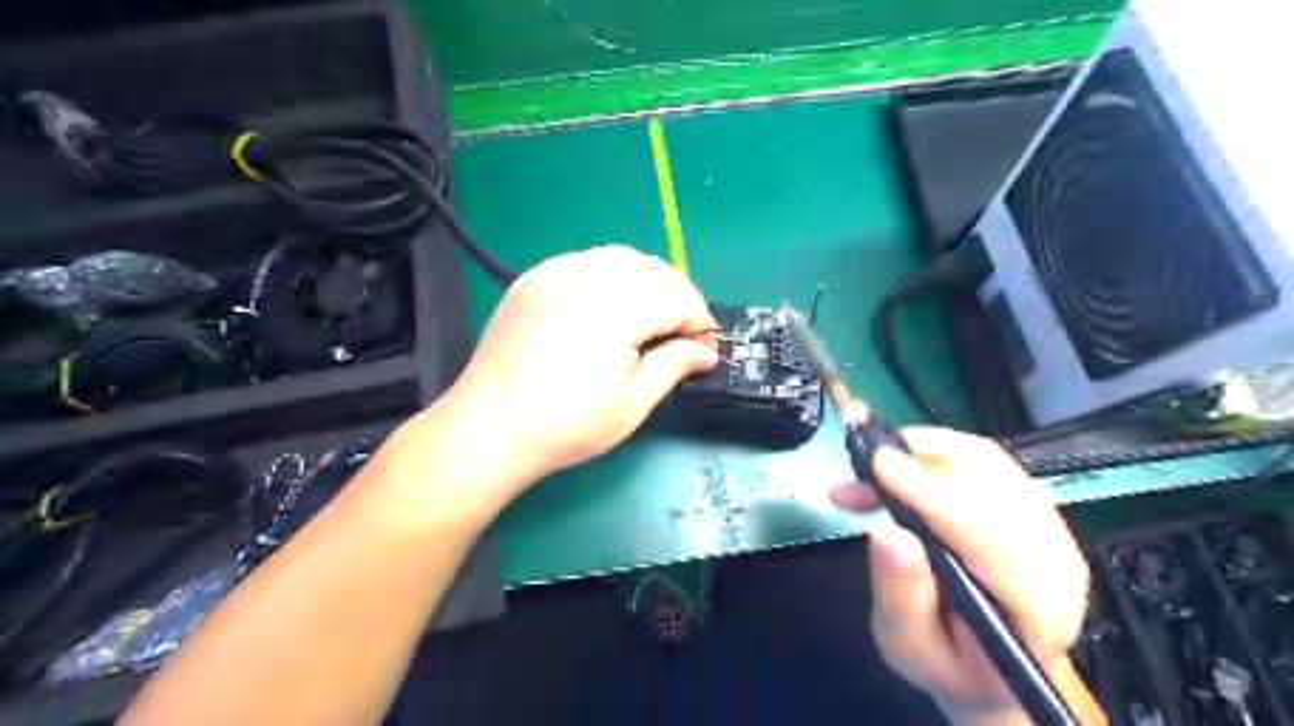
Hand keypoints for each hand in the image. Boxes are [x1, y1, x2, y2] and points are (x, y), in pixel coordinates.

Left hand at [453, 243, 718, 486]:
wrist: (489, 427)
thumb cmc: (565, 426)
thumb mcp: (631, 405)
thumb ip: (673, 366)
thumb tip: (706, 351)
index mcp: (615, 310)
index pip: (676, 301)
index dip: (699, 322)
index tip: (707, 346)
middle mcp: (586, 278)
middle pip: (653, 270)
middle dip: (679, 296)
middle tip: (685, 331)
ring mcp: (555, 272)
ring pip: (621, 258)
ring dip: (648, 282)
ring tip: (653, 316)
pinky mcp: (534, 277)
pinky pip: (587, 261)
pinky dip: (612, 276)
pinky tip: (612, 304)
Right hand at [830, 429, 1089, 721]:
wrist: (987, 666)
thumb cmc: (948, 662)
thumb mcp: (910, 647)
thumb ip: (901, 595)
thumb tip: (888, 535)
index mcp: (1035, 606)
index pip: (987, 531)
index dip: (930, 490)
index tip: (878, 464)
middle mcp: (1053, 557)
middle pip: (991, 481)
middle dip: (920, 459)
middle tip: (861, 465)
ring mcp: (1046, 526)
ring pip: (986, 460)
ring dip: (921, 451)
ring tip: (870, 470)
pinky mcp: (1028, 506)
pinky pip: (981, 460)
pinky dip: (931, 453)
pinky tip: (895, 469)